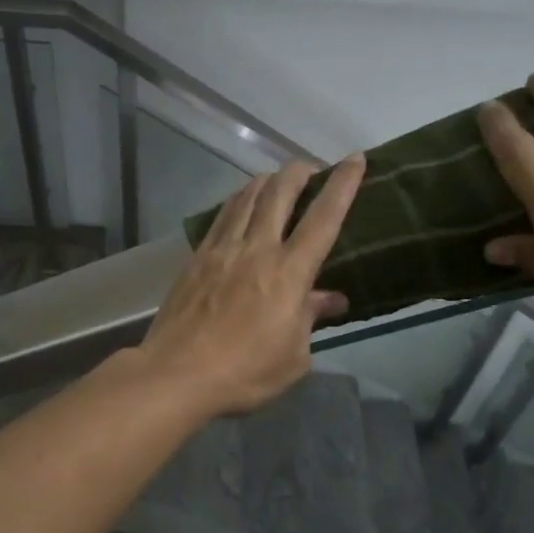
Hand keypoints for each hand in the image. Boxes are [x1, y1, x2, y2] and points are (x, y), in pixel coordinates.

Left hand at [138, 155, 365, 417]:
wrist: (177, 373)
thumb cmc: (244, 372)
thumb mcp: (293, 356)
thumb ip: (310, 319)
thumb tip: (330, 298)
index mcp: (289, 273)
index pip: (324, 218)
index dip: (343, 185)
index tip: (355, 159)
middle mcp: (256, 249)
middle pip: (279, 193)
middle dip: (299, 172)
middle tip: (310, 168)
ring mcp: (222, 250)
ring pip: (246, 198)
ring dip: (266, 181)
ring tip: (276, 178)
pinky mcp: (196, 258)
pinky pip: (221, 217)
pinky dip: (236, 201)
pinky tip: (239, 203)